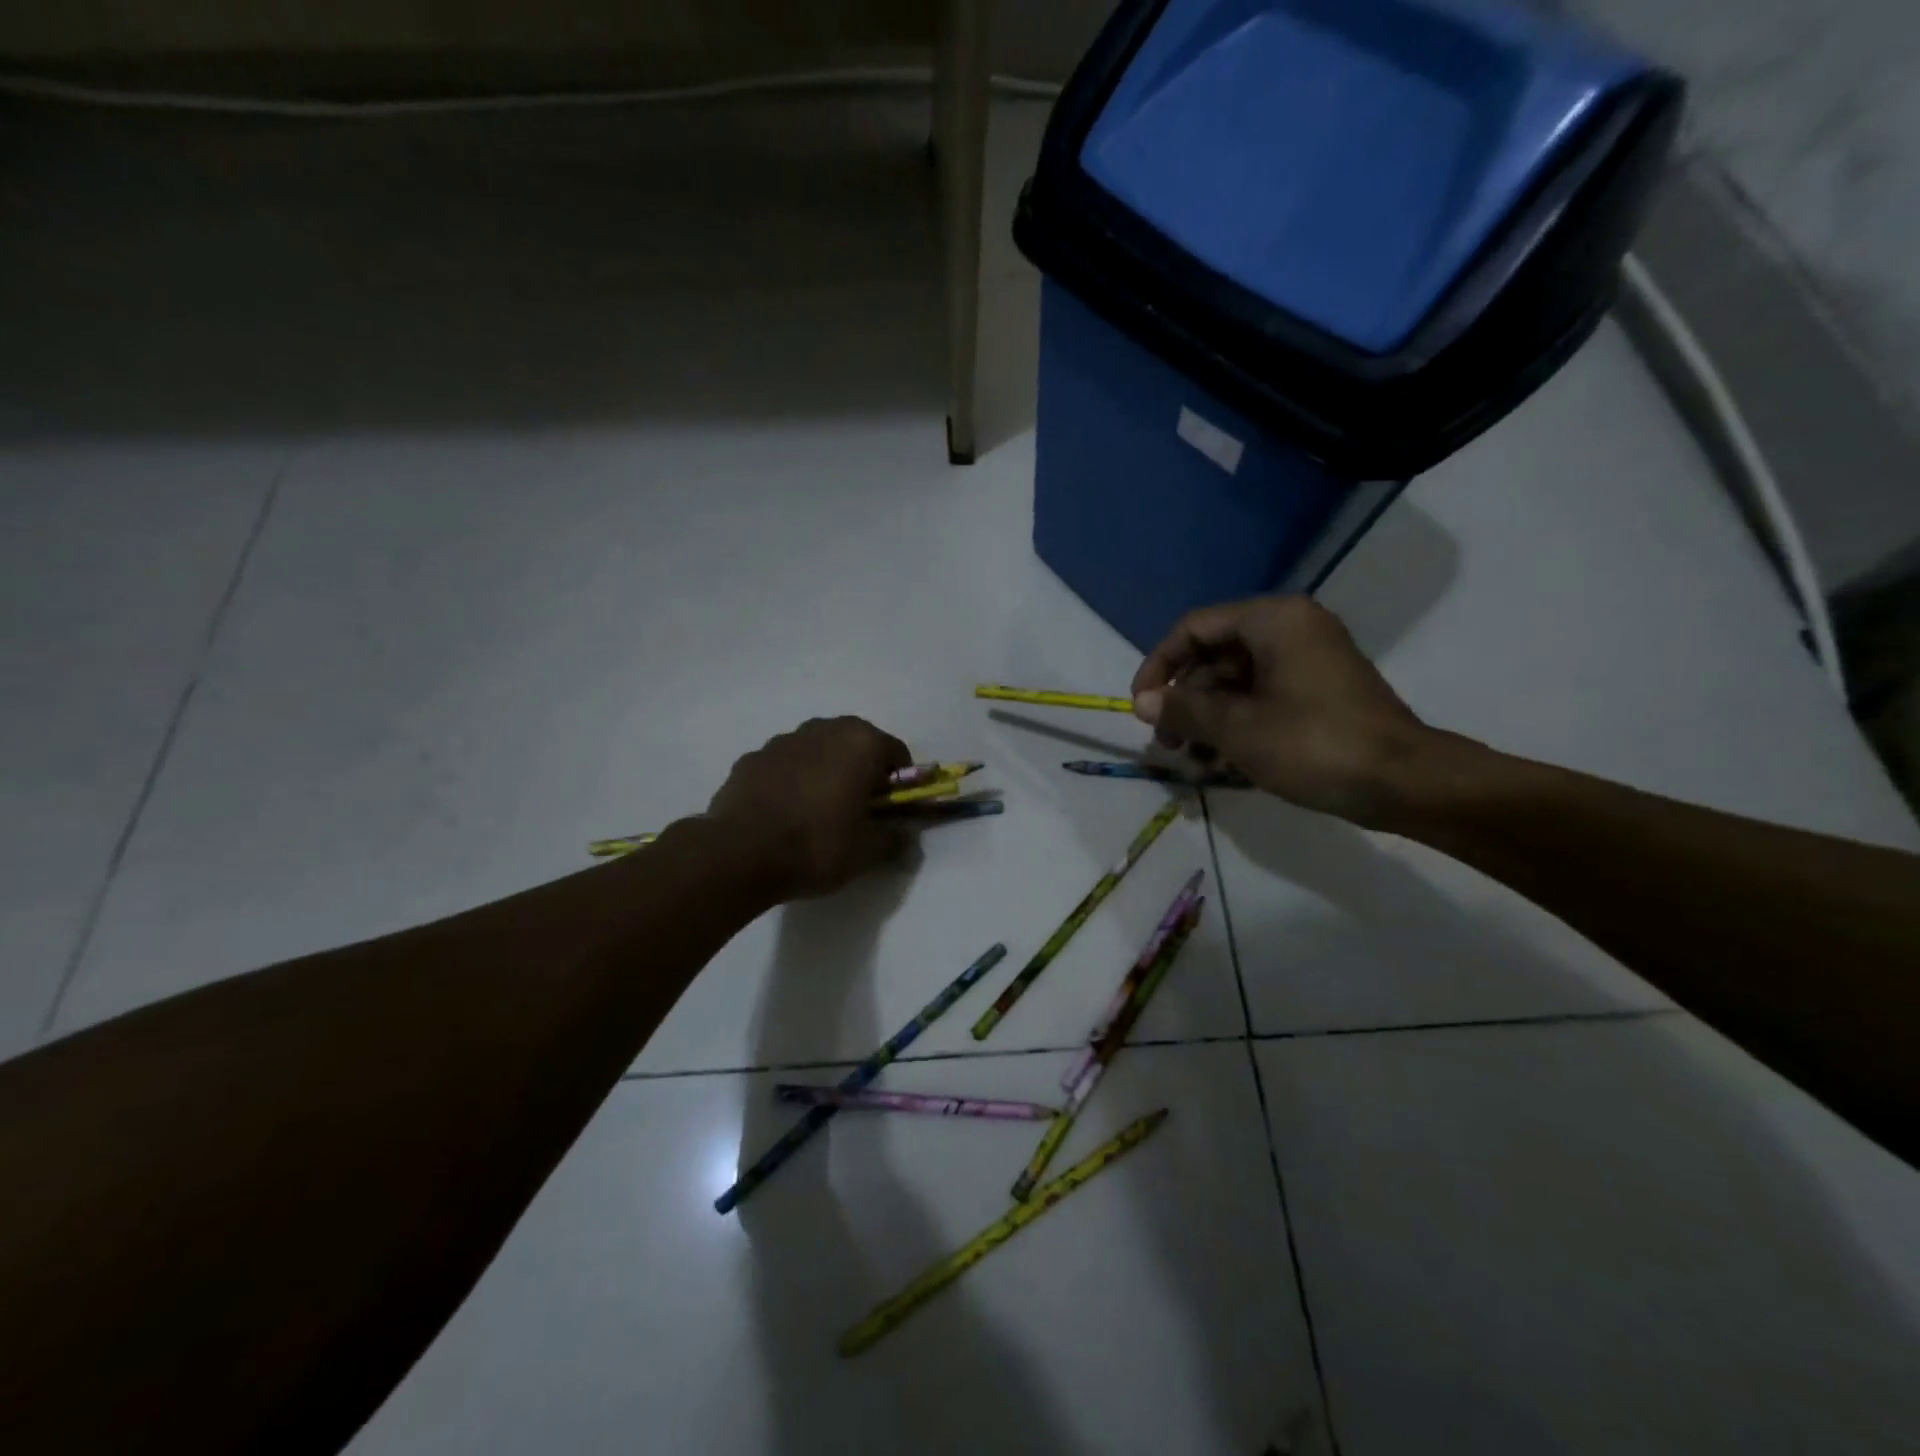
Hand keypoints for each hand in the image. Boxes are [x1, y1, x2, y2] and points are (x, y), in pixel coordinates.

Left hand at [704, 717, 913, 900]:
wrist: (739, 853)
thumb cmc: (817, 845)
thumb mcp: (867, 852)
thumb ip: (894, 840)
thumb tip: (905, 839)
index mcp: (860, 742)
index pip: (896, 754)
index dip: (898, 784)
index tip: (890, 811)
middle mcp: (823, 729)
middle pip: (855, 745)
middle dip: (861, 771)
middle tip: (857, 810)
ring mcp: (782, 741)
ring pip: (817, 751)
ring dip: (824, 772)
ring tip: (816, 813)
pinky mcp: (750, 758)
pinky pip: (783, 766)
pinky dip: (790, 781)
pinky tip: (783, 814)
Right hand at [1130, 596, 1434, 827]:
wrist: (1404, 782)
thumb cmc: (1314, 744)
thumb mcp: (1237, 728)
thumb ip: (1184, 709)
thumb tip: (1143, 702)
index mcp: (1272, 620)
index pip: (1194, 628)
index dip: (1159, 665)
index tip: (1140, 706)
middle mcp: (1290, 628)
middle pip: (1215, 654)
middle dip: (1184, 699)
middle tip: (1167, 742)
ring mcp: (1308, 660)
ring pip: (1236, 680)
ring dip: (1207, 717)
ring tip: (1191, 758)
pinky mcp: (1319, 690)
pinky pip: (1262, 696)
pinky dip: (1237, 722)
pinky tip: (1219, 761)